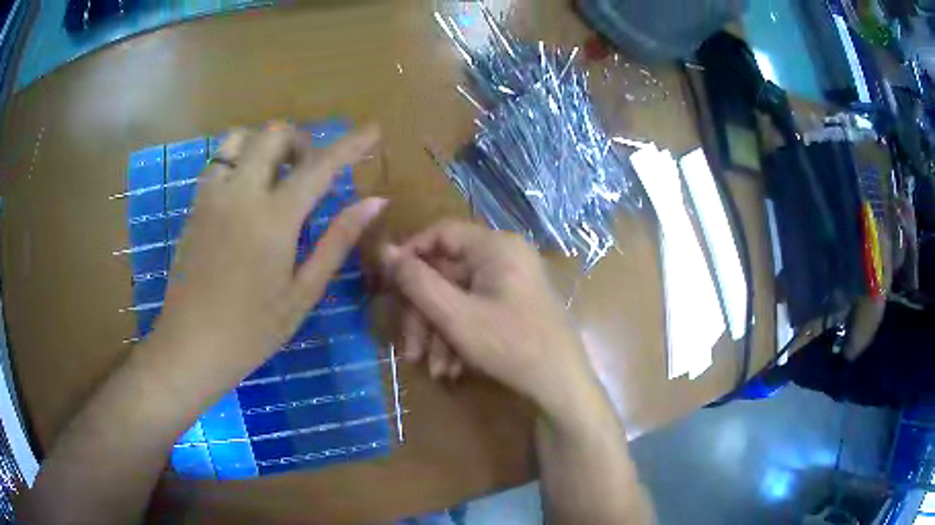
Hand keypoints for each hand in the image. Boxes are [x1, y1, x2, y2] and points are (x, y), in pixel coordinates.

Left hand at [151, 123, 385, 383]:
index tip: (372, 129)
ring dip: (265, 145)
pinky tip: (245, 192)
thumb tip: (374, 203)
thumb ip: (337, 241)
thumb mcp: (302, 293)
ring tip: (274, 175)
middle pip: (274, 134)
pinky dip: (239, 159)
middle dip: (301, 142)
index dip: (351, 144)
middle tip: (310, 172)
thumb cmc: (252, 330)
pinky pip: (219, 161)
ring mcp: (212, 195)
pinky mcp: (195, 205)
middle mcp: (241, 193)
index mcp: (274, 218)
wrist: (191, 345)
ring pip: (240, 138)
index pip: (320, 166)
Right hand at [380, 221, 601, 418]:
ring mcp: (511, 283)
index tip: (387, 286)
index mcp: (495, 246)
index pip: (441, 233)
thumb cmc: (510, 345)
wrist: (561, 385)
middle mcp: (505, 257)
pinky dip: (459, 337)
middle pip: (447, 274)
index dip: (410, 256)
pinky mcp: (513, 306)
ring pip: (458, 298)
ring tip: (432, 368)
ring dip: (439, 333)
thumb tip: (384, 250)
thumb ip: (416, 281)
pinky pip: (476, 311)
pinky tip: (451, 369)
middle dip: (424, 315)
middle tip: (409, 350)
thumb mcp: (455, 315)